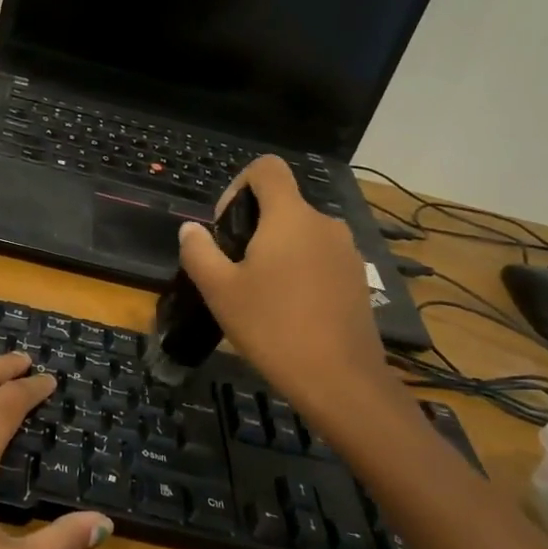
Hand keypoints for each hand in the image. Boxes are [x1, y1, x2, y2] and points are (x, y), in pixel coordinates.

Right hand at [178, 155, 392, 433]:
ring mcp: (346, 250)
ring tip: (259, 293)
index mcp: (290, 216)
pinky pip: (319, 256)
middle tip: (233, 270)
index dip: (238, 185)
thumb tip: (190, 229)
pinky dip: (299, 269)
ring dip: (276, 250)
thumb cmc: (273, 327)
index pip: (266, 168)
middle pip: (282, 203)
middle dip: (252, 227)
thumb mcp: (219, 290)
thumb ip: (199, 251)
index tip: (226, 226)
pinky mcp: (357, 277)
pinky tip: (288, 309)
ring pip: (300, 233)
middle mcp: (323, 223)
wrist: (340, 380)